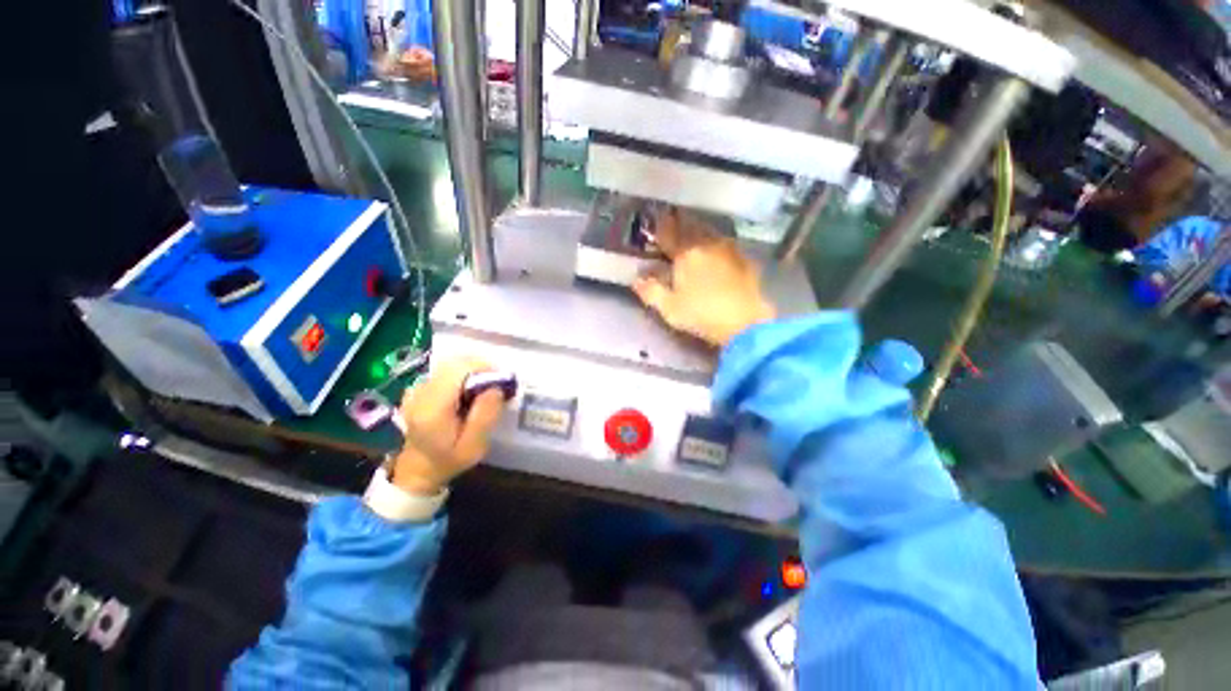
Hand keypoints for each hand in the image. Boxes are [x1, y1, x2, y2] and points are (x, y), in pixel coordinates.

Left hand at [392, 358, 506, 495]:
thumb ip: (485, 416)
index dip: (484, 368)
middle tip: (496, 385)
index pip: (459, 370)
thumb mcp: (474, 446)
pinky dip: (462, 375)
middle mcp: (421, 392)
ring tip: (484, 389)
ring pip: (451, 364)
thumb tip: (496, 388)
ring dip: (472, 371)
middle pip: (456, 363)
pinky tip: (468, 392)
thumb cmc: (448, 459)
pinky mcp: (419, 387)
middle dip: (481, 368)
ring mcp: (417, 388)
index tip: (502, 380)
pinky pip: (445, 371)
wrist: (418, 468)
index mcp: (433, 407)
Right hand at [632, 209, 775, 346]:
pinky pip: (726, 243)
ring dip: (698, 230)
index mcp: (685, 254)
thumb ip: (650, 291)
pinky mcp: (744, 259)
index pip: (668, 234)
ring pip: (709, 232)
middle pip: (690, 227)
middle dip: (679, 224)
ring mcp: (728, 250)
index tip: (655, 223)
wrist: (745, 323)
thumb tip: (636, 279)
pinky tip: (716, 250)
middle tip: (673, 223)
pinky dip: (716, 242)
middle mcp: (707, 244)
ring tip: (692, 233)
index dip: (660, 228)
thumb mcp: (669, 308)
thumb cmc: (702, 315)